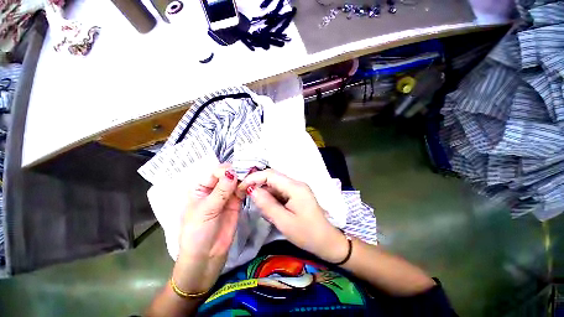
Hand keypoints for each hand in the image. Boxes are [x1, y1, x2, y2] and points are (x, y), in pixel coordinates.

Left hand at [173, 164, 241, 293]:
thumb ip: (220, 192)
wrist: (206, 257)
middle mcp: (214, 189)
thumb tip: (232, 173)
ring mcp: (226, 196)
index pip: (215, 173)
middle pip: (227, 175)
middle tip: (249, 172)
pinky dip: (247, 187)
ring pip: (236, 182)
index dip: (225, 171)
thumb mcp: (206, 211)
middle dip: (237, 172)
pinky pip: (242, 191)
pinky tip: (251, 185)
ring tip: (252, 177)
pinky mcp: (236, 203)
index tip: (236, 173)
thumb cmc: (197, 233)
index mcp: (201, 188)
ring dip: (243, 179)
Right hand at [237, 169, 348, 263]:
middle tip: (246, 197)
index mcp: (295, 187)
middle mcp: (296, 183)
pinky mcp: (297, 194)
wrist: (327, 241)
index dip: (253, 178)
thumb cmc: (307, 234)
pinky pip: (281, 191)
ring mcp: (297, 188)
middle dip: (258, 185)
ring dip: (265, 193)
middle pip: (273, 178)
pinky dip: (272, 198)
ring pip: (275, 185)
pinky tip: (271, 209)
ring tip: (261, 208)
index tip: (241, 188)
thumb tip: (251, 190)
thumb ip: (267, 204)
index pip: (270, 174)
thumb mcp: (284, 222)